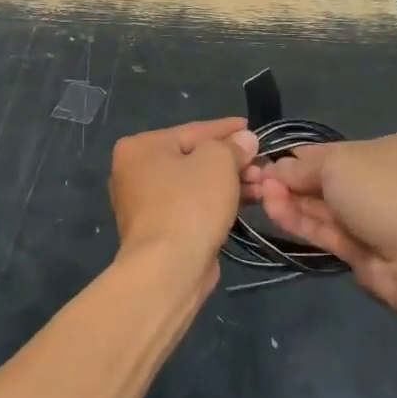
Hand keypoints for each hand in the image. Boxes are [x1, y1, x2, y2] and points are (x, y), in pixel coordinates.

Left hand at [109, 118, 257, 270]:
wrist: (169, 269)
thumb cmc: (189, 204)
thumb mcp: (217, 162)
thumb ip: (232, 146)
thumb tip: (245, 139)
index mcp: (140, 147)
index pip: (192, 131)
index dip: (226, 129)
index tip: (252, 128)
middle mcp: (135, 172)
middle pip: (193, 159)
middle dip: (231, 161)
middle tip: (261, 164)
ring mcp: (145, 205)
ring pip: (195, 185)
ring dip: (229, 183)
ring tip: (261, 185)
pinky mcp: (160, 232)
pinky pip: (193, 207)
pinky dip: (217, 203)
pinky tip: (246, 202)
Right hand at [248, 135, 396, 308]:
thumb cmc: (382, 191)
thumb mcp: (337, 163)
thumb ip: (301, 167)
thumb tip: (275, 169)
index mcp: (385, 151)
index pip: (332, 150)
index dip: (298, 157)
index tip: (267, 162)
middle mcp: (379, 182)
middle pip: (324, 179)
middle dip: (291, 180)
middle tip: (257, 182)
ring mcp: (371, 218)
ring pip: (322, 207)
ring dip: (291, 201)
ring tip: (261, 197)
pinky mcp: (361, 250)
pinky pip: (326, 231)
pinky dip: (300, 222)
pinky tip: (274, 213)